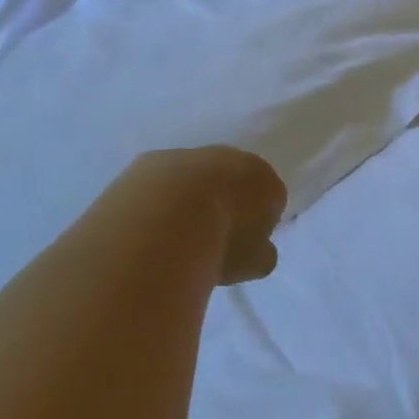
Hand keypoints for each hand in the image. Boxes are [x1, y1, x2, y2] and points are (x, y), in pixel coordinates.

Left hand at [126, 146, 287, 284]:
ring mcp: (187, 155)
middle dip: (224, 203)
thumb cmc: (222, 243)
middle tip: (211, 240)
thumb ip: (261, 253)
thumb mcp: (255, 263)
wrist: (165, 222)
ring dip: (188, 201)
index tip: (245, 245)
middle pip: (231, 179)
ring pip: (193, 179)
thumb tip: (257, 250)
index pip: (270, 196)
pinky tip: (149, 228)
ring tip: (174, 238)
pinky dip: (157, 201)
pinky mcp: (149, 161)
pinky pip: (160, 183)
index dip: (259, 222)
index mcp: (262, 177)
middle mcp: (228, 156)